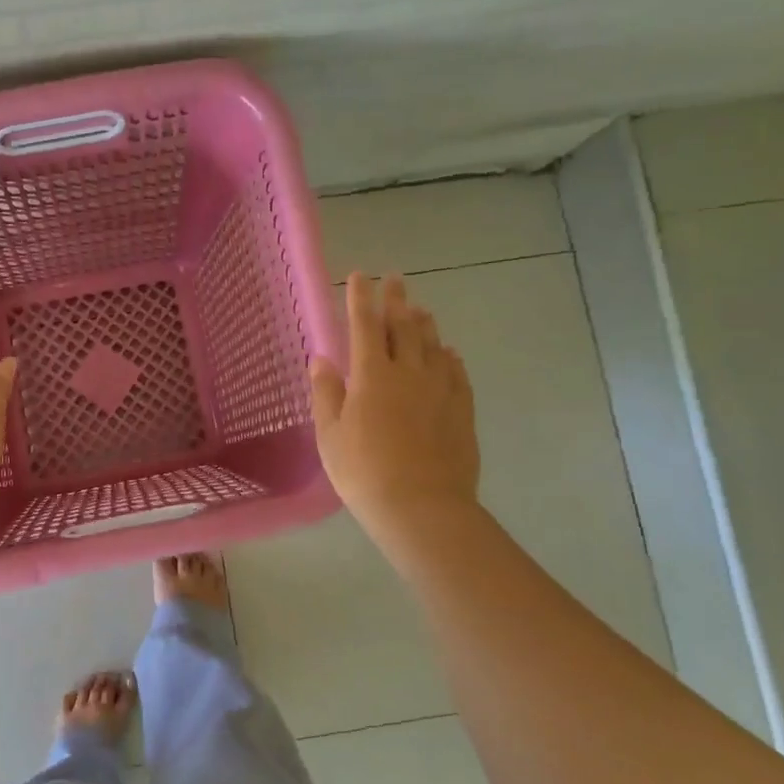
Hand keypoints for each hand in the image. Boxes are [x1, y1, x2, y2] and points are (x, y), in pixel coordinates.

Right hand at [310, 272, 479, 531]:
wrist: (422, 507)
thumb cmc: (364, 472)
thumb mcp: (330, 435)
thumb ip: (326, 393)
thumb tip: (322, 359)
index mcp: (372, 375)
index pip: (364, 325)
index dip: (361, 299)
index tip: (360, 276)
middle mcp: (409, 372)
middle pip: (404, 326)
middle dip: (396, 300)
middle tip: (396, 279)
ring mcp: (440, 389)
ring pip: (434, 344)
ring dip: (424, 323)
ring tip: (420, 309)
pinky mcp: (462, 409)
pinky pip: (457, 372)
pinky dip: (449, 356)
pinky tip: (448, 353)